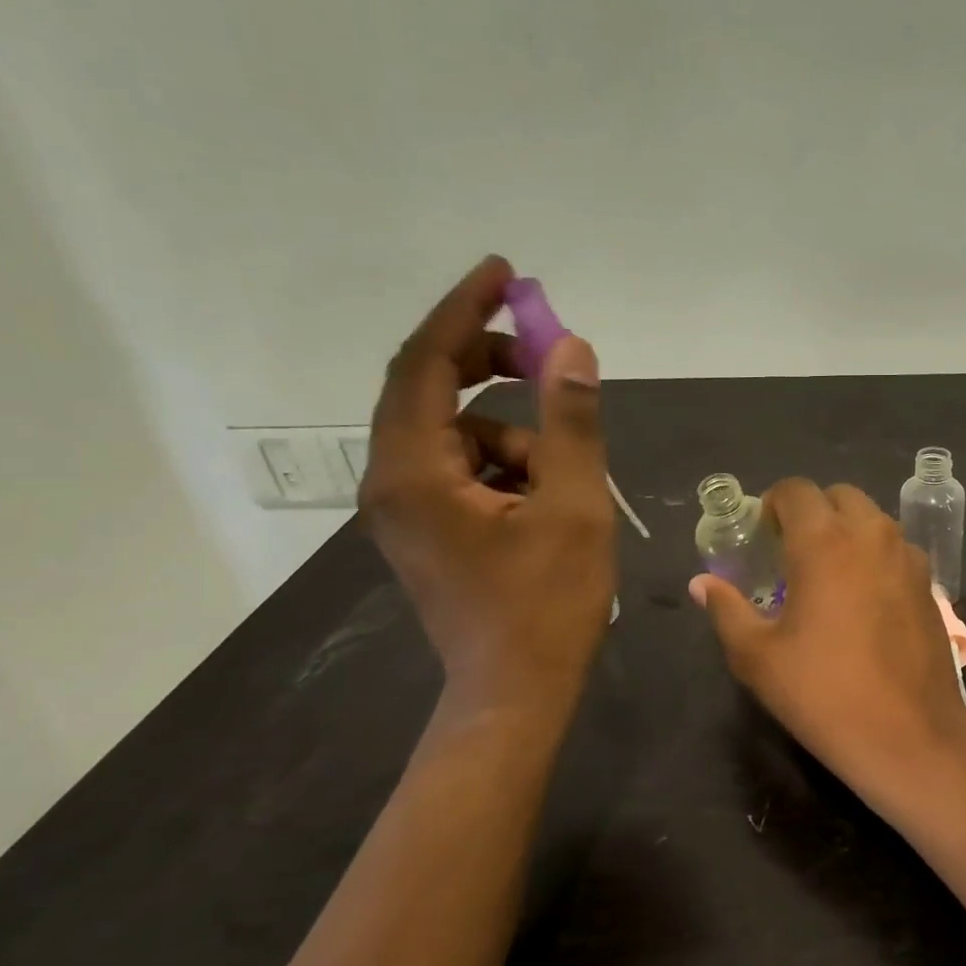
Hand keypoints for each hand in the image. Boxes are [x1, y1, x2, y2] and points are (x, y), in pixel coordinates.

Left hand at [361, 256, 613, 718]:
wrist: (515, 692)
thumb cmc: (547, 605)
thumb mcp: (574, 506)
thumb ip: (571, 421)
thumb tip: (571, 348)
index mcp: (414, 470)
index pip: (424, 363)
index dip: (464, 310)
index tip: (504, 273)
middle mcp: (392, 482)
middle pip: (429, 390)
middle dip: (489, 363)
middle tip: (545, 353)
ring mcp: (406, 510)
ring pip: (456, 435)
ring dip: (511, 431)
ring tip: (565, 471)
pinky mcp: (427, 530)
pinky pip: (462, 469)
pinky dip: (505, 464)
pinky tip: (547, 498)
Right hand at [690, 479, 965, 804]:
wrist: (909, 735)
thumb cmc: (824, 693)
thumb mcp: (758, 656)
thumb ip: (726, 609)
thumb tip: (701, 584)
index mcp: (825, 541)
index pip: (796, 490)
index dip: (772, 504)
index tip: (761, 535)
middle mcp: (872, 535)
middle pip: (838, 497)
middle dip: (812, 513)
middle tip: (791, 553)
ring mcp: (907, 557)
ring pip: (872, 520)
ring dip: (846, 531)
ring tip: (827, 576)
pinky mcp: (929, 584)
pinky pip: (895, 549)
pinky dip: (874, 555)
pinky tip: (863, 599)